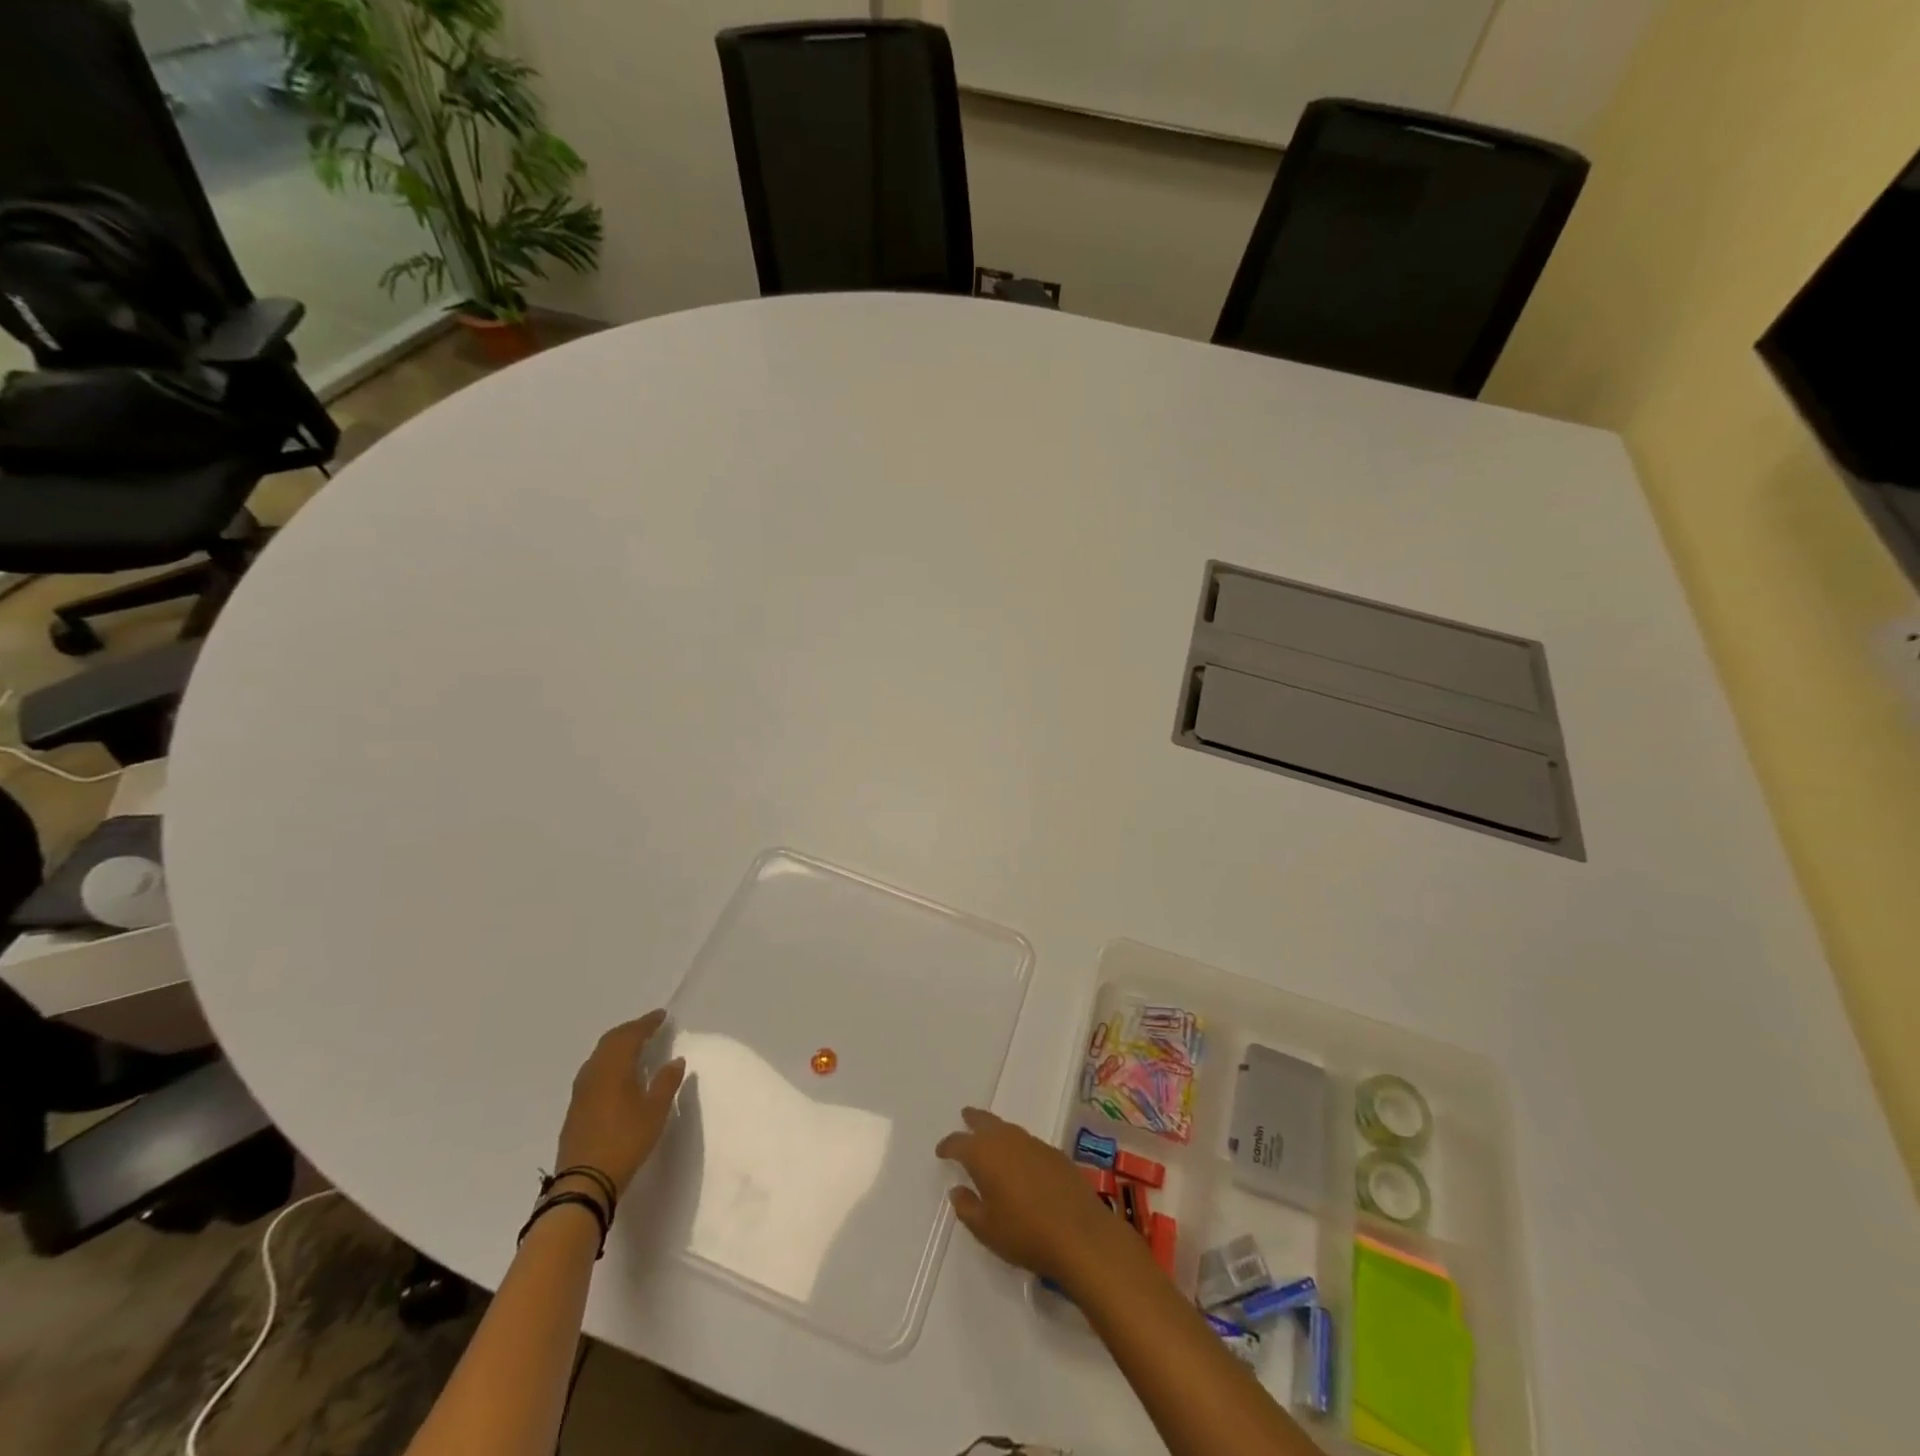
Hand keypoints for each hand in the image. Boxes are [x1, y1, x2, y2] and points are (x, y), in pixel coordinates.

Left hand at [554, 1010, 685, 1196]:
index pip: (631, 1035)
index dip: (647, 1023)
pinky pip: (593, 1071)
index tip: (662, 1016)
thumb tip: (675, 1060)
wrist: (584, 1182)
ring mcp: (581, 1090)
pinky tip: (617, 1074)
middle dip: (631, 1030)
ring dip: (617, 1045)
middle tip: (649, 1027)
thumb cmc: (625, 1140)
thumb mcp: (655, 1111)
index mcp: (614, 1067)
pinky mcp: (575, 1107)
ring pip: (599, 1055)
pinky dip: (608, 1062)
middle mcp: (594, 1072)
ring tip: (635, 1046)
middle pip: (611, 1040)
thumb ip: (666, 1082)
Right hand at [935, 1106, 1120, 1283]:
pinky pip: (1028, 1142)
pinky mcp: (1055, 1154)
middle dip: (973, 1120)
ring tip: (991, 1136)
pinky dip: (1018, 1145)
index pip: (959, 1143)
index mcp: (985, 1155)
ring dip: (997, 1131)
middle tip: (965, 1115)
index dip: (948, 1146)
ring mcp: (1034, 1144)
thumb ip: (967, 1207)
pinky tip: (1021, 1160)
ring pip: (1009, 1129)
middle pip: (986, 1122)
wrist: (1080, 1233)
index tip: (941, 1151)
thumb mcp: (986, 1229)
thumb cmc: (1025, 1233)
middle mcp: (1008, 1140)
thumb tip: (957, 1190)